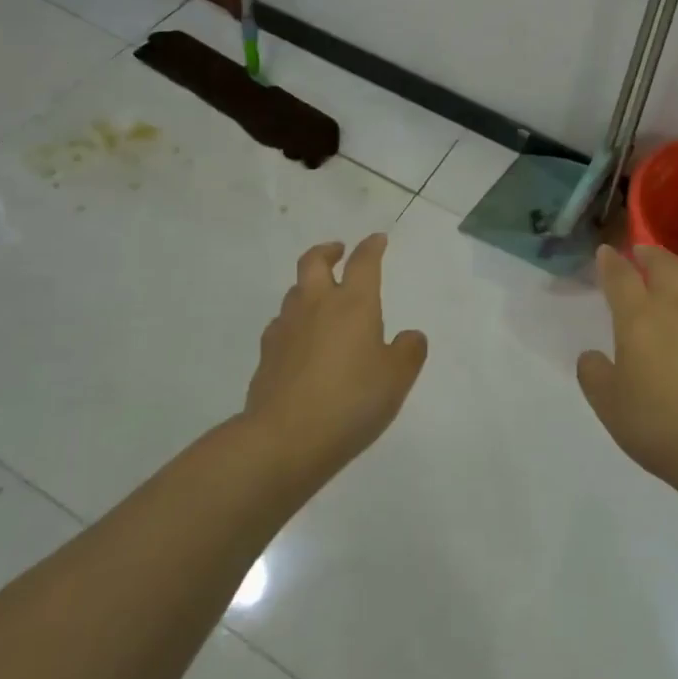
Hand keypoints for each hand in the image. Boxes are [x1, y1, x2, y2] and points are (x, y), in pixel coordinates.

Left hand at [245, 234, 427, 477]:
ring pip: (295, 290)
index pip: (363, 262)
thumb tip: (410, 336)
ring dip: (309, 286)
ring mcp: (287, 327)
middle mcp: (317, 304)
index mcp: (354, 303)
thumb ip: (408, 352)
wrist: (284, 438)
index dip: (372, 247)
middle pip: (314, 261)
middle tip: (338, 251)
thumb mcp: (396, 379)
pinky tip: (300, 339)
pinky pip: (280, 323)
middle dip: (328, 251)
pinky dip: (293, 321)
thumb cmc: (351, 401)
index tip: (377, 240)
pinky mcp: (267, 353)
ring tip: (321, 298)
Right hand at [576, 245, 677, 491]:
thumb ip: (593, 374)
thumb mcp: (609, 406)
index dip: (609, 261)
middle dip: (647, 253)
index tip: (605, 253)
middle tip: (638, 255)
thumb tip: (591, 355)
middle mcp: (674, 306)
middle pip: (662, 263)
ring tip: (673, 272)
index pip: (619, 275)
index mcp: (637, 318)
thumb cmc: (660, 427)